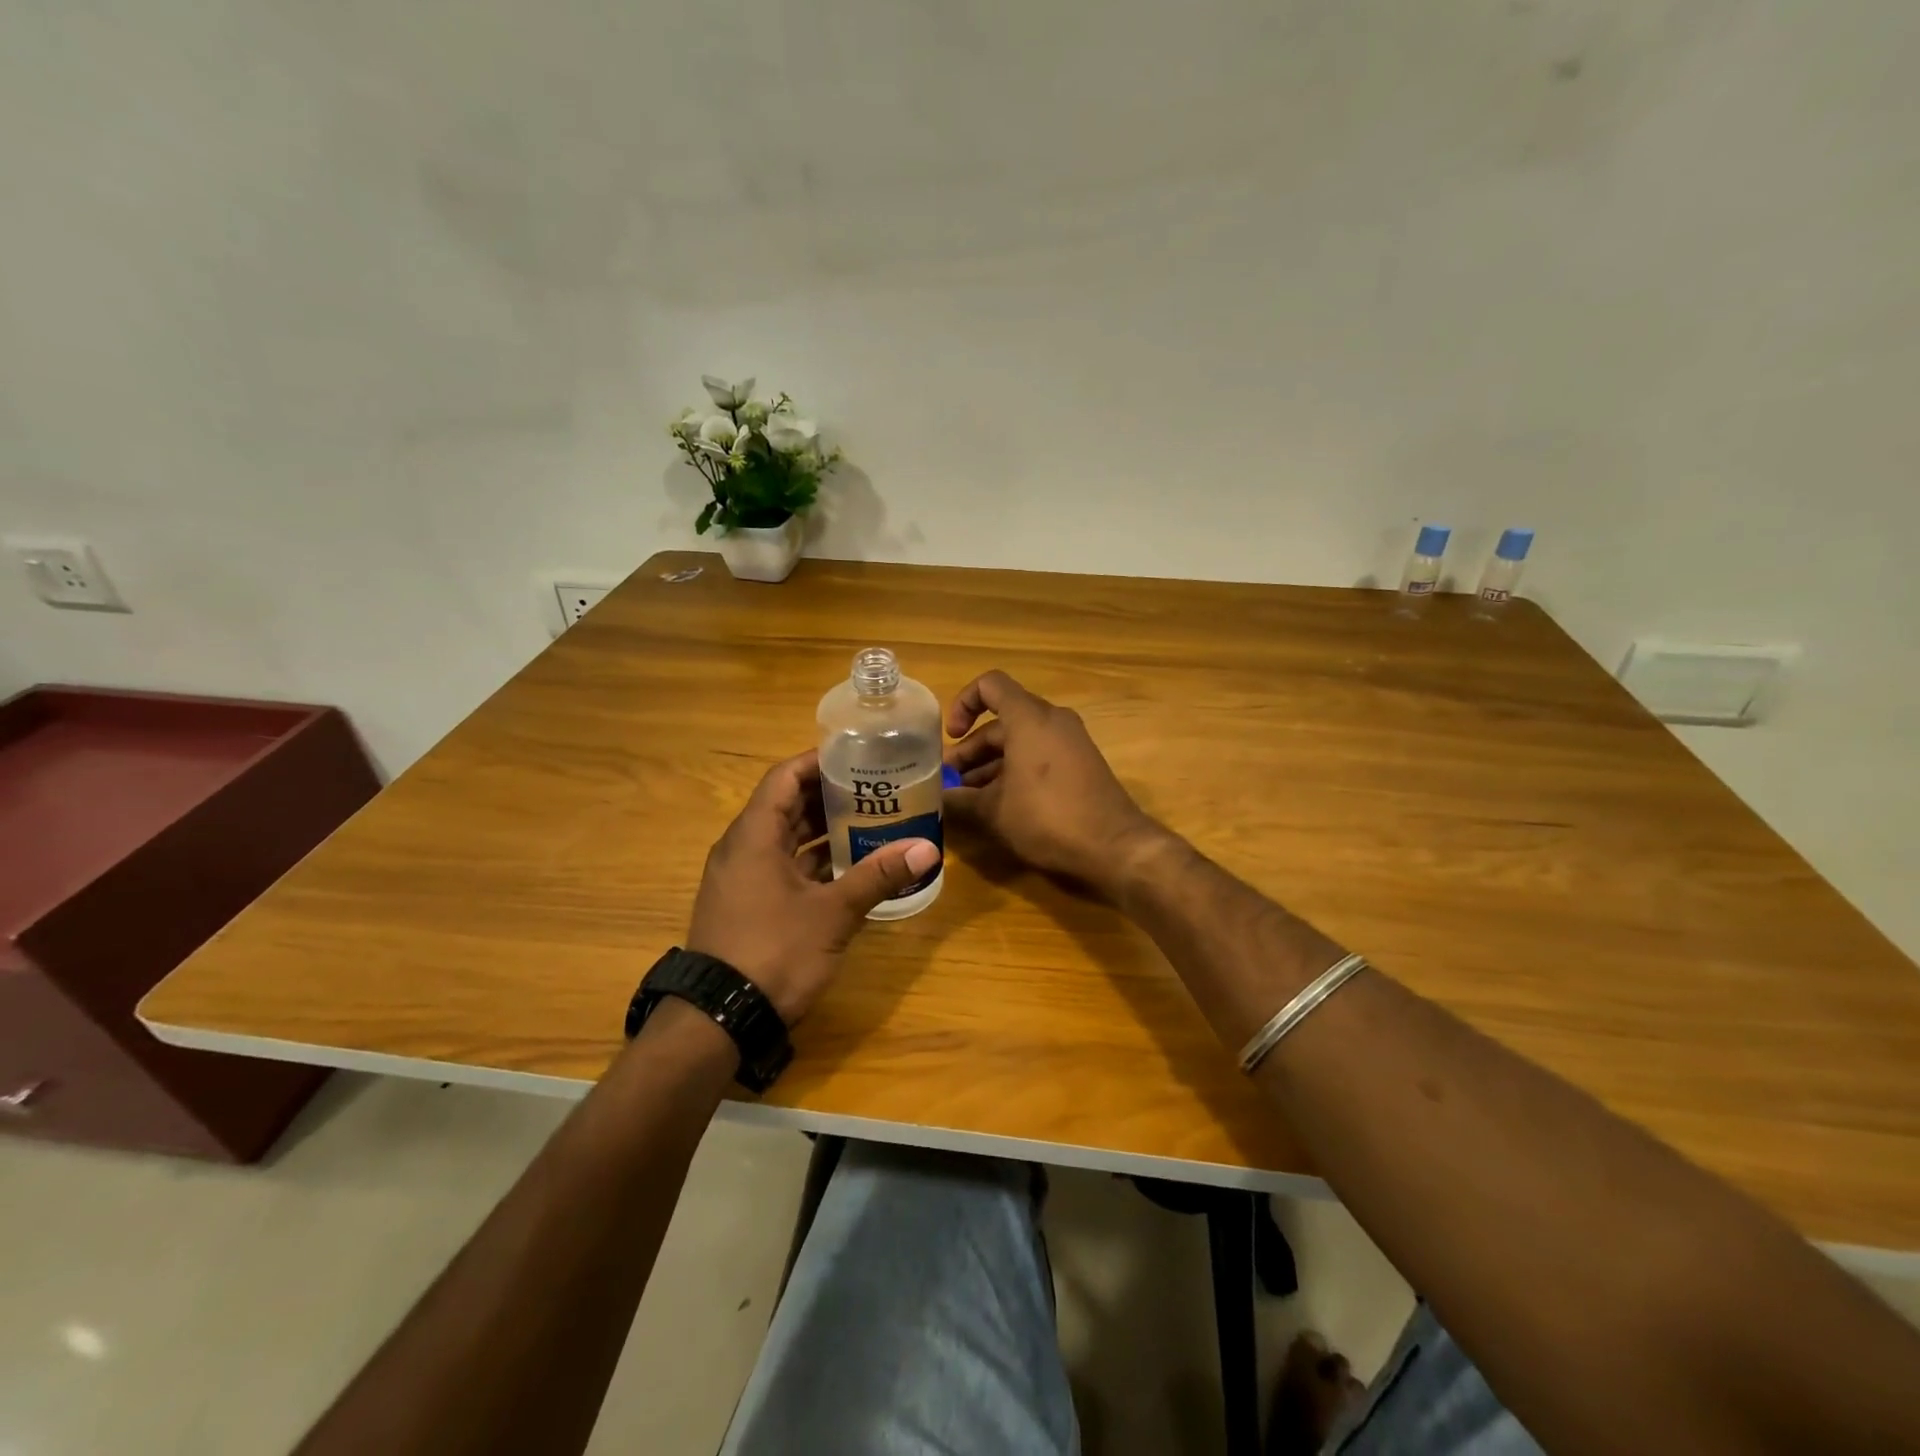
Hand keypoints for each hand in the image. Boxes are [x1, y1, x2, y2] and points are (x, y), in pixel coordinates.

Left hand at [686, 750, 940, 1023]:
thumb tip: (928, 848)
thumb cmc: (774, 952)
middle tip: (875, 789)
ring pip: (785, 839)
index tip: (858, 757)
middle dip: (830, 796)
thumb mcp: (833, 913)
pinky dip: (812, 861)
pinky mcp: (746, 904)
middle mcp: (742, 848)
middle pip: (787, 805)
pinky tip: (848, 867)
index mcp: (754, 835)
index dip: (819, 761)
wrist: (719, 1020)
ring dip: (823, 830)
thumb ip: (878, 876)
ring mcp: (742, 878)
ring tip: (870, 821)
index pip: (785, 776)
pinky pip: (781, 866)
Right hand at [944, 671, 1163, 891]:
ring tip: (969, 798)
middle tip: (950, 782)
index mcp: (1029, 718)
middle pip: (1002, 721)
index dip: (964, 704)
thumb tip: (939, 800)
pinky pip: (1040, 755)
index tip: (951, 736)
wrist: (1115, 848)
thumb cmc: (1048, 819)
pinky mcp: (1082, 764)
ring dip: (991, 764)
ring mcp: (1071, 741)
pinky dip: (1016, 770)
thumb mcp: (994, 812)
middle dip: (972, 749)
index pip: (990, 685)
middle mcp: (1052, 720)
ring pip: (1020, 741)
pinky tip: (1000, 804)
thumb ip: (961, 800)